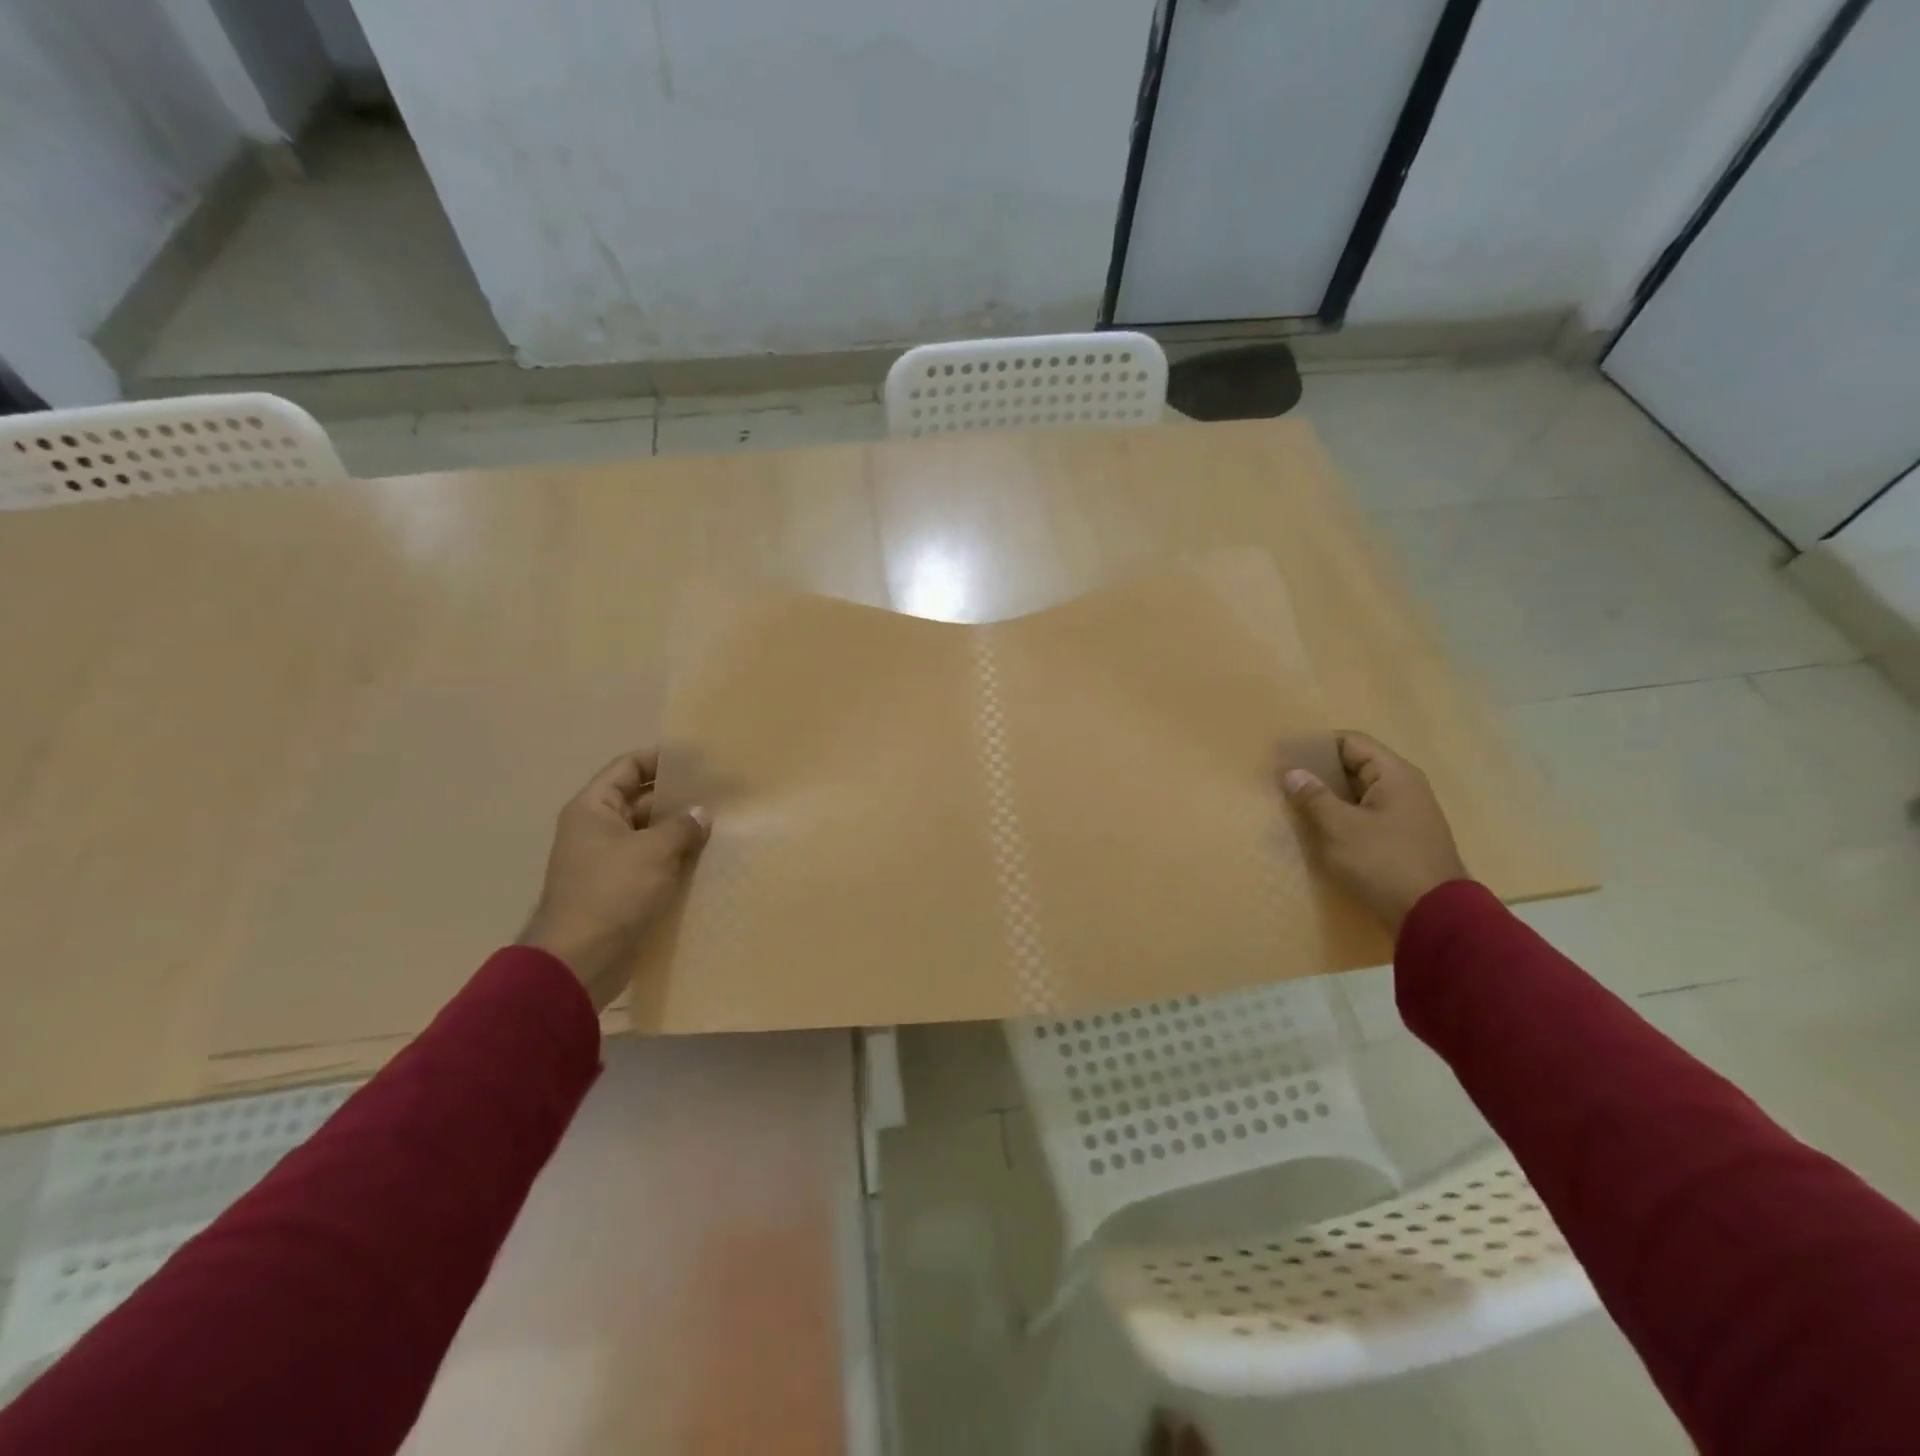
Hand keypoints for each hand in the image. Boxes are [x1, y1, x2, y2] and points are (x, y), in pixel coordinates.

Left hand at [519, 750, 709, 1010]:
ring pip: (650, 833)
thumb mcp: (653, 851)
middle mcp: (597, 829)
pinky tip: (708, 857)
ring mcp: (609, 861)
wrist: (581, 959)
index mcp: (594, 809)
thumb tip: (702, 813)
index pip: (629, 768)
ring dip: (681, 830)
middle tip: (720, 793)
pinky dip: (676, 858)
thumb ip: (682, 826)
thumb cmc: (612, 892)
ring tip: (722, 822)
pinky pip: (653, 862)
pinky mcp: (621, 888)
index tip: (699, 758)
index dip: (662, 759)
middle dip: (679, 797)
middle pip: (641, 800)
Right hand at [1281, 731, 1468, 933]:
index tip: (1285, 756)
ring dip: (1328, 798)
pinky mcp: (1400, 840)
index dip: (1317, 745)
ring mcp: (1405, 816)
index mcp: (1394, 775)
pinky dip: (1341, 818)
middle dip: (1319, 773)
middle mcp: (1404, 788)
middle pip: (1355, 767)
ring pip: (1358, 795)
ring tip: (1294, 805)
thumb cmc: (1385, 862)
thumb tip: (1292, 772)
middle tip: (1283, 782)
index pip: (1351, 742)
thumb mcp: (1341, 827)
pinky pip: (1365, 817)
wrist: (1434, 917)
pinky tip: (1318, 830)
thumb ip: (1314, 797)